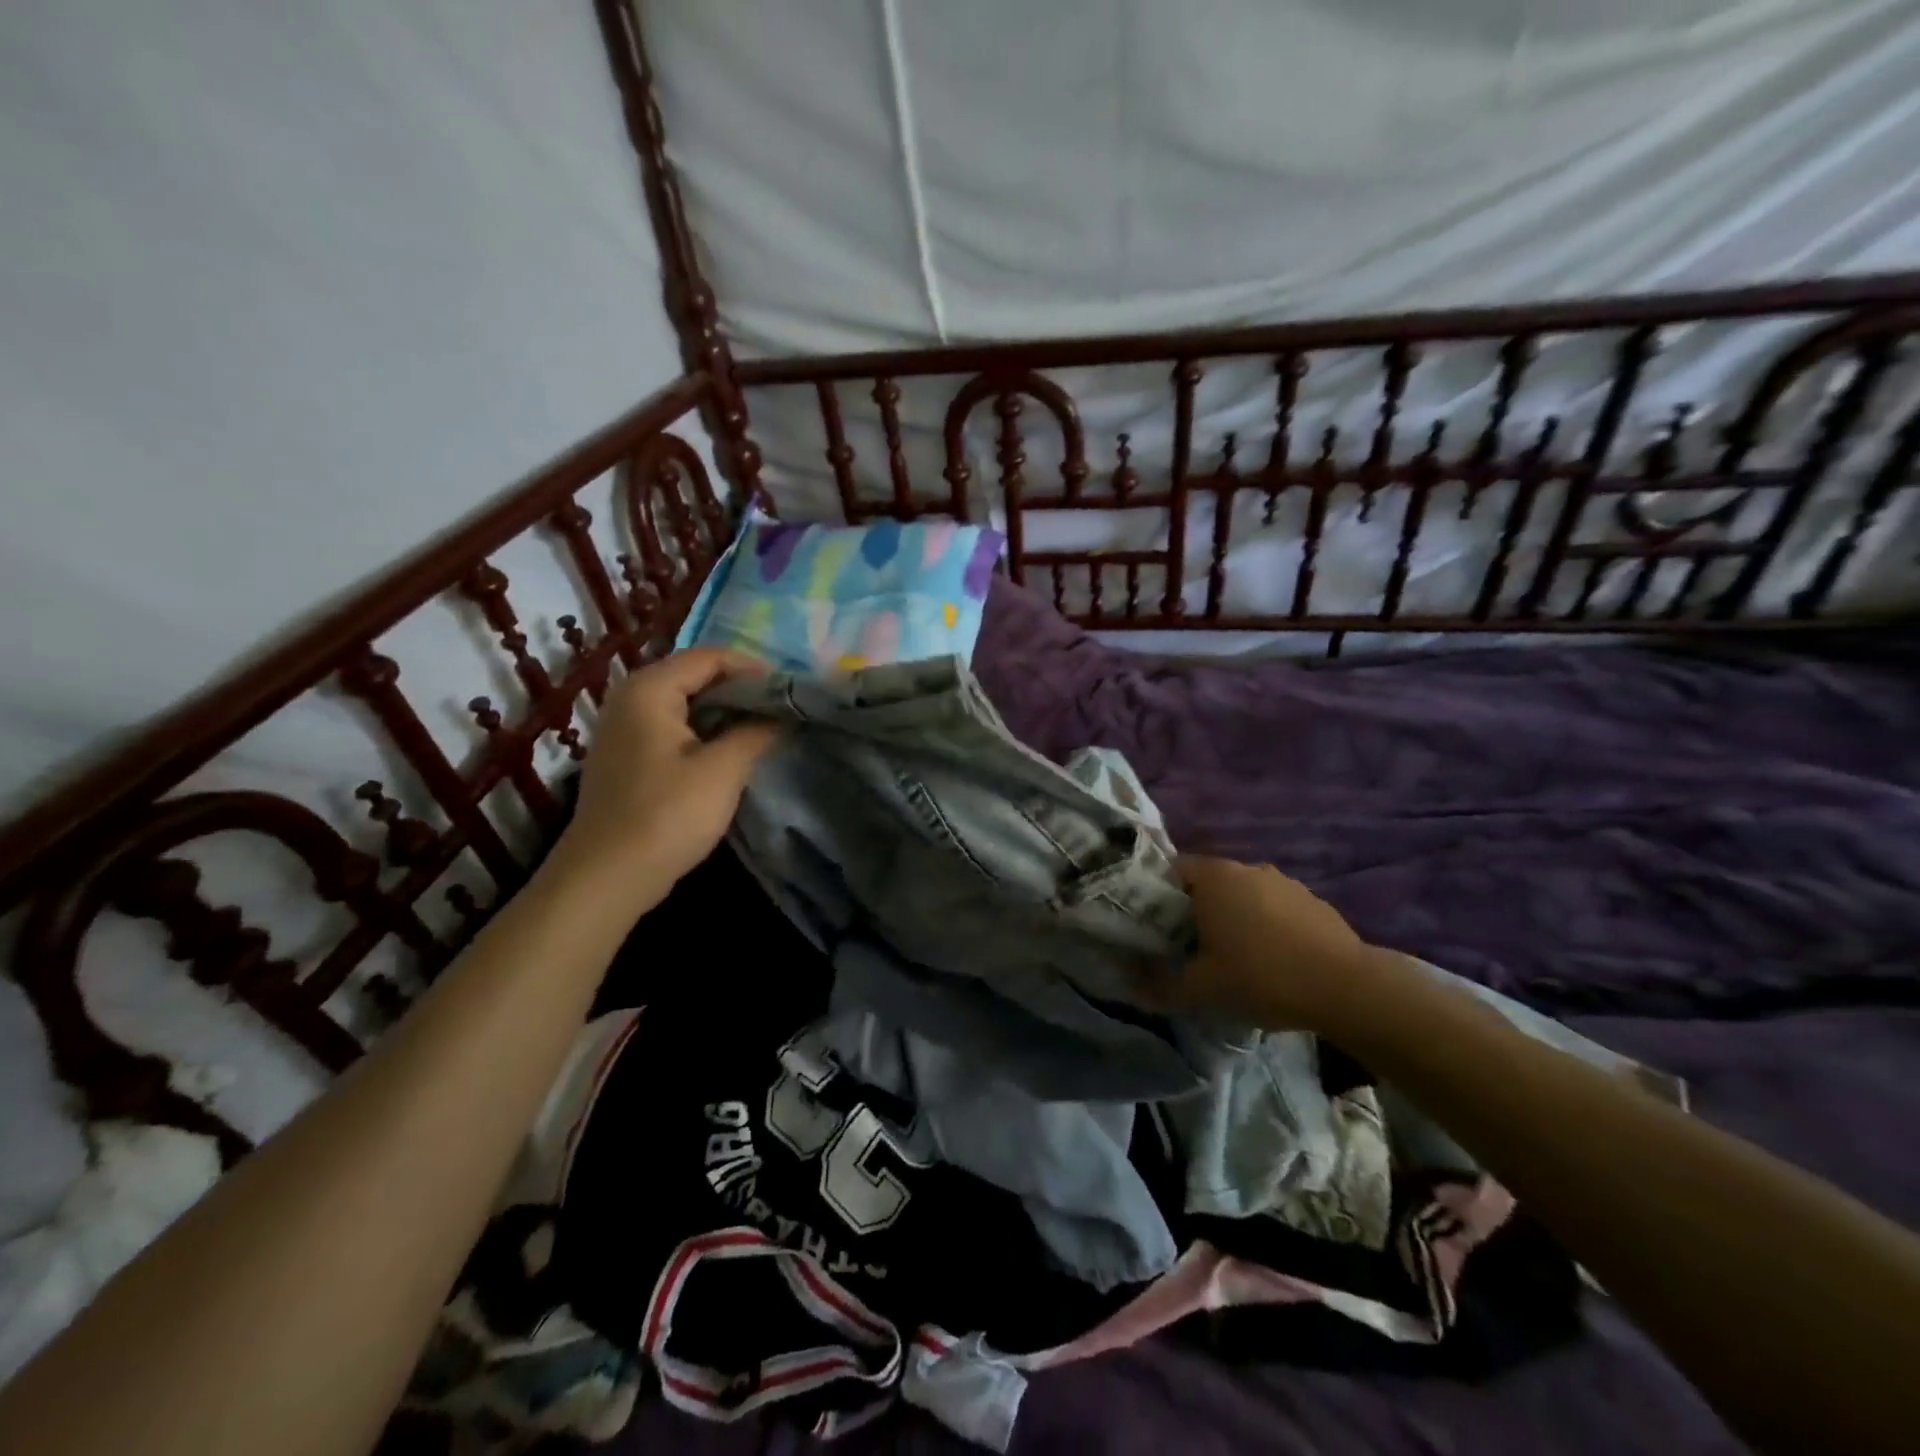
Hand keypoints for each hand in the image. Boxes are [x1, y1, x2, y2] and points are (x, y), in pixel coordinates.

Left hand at [558, 648, 779, 890]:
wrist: (607, 877)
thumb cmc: (667, 814)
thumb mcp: (723, 770)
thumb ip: (755, 731)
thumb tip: (779, 714)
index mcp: (649, 690)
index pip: (709, 657)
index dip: (752, 669)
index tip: (788, 691)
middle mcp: (630, 699)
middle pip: (694, 676)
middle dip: (740, 690)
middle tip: (780, 710)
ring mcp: (623, 730)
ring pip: (684, 705)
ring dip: (724, 713)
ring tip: (762, 730)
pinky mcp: (627, 758)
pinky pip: (672, 729)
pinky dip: (704, 733)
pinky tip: (729, 754)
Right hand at [1173, 855, 1374, 1032]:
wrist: (1348, 989)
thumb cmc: (1263, 976)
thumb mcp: (1203, 989)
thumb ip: (1162, 986)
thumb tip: (1133, 987)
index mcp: (1214, 876)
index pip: (1171, 872)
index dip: (1157, 898)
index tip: (1155, 928)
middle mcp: (1246, 868)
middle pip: (1207, 883)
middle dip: (1195, 911)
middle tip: (1188, 947)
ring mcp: (1284, 882)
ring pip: (1243, 895)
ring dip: (1233, 918)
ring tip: (1232, 957)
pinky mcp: (1313, 901)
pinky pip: (1274, 908)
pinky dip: (1266, 926)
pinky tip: (1271, 960)